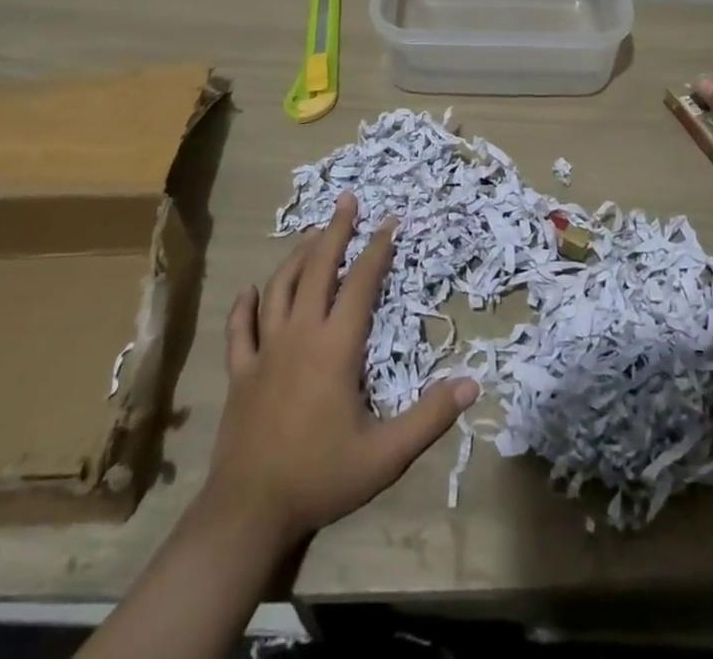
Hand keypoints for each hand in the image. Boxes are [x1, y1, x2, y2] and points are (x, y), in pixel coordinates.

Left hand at [201, 193, 478, 547]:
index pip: (361, 284)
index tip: (390, 222)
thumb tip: (472, 384)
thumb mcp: (386, 455)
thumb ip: (430, 417)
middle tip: (347, 201)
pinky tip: (250, 290)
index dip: (377, 250)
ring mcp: (265, 351)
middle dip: (335, 231)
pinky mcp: (240, 371)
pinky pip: (240, 329)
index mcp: (335, 347)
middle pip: (317, 269)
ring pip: (279, 288)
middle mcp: (300, 335)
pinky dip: (245, 305)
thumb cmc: (321, 477)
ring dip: (296, 257)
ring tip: (311, 234)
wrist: (248, 512)